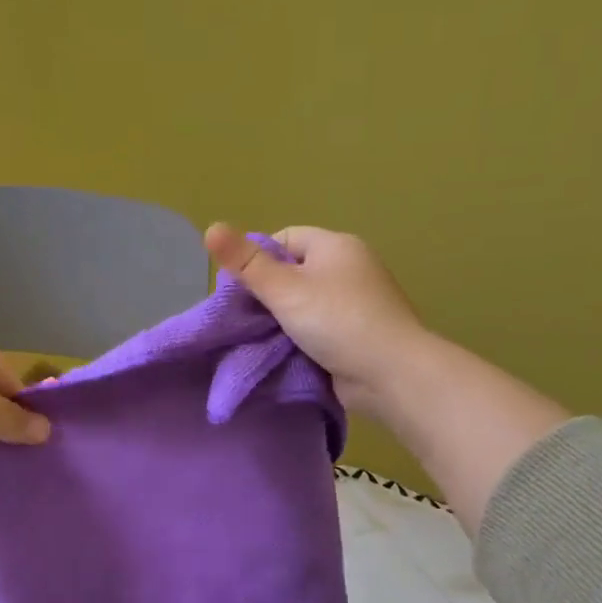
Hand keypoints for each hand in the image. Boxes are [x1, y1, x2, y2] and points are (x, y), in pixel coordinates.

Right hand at [204, 223, 426, 414]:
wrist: (392, 375)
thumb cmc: (337, 321)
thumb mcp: (284, 289)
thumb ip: (246, 262)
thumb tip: (209, 228)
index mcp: (336, 246)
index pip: (284, 239)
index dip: (256, 259)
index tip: (239, 289)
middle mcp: (349, 267)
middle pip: (293, 271)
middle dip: (266, 293)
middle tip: (244, 318)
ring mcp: (357, 301)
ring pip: (304, 302)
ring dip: (282, 319)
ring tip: (259, 336)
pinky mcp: (359, 332)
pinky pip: (319, 326)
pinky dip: (301, 336)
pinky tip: (284, 351)